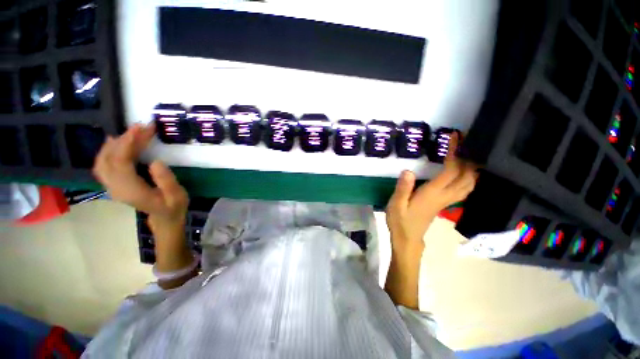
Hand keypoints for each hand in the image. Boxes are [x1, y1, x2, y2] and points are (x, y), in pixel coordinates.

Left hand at [92, 123, 188, 225]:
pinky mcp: (114, 184)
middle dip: (124, 140)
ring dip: (116, 144)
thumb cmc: (173, 207)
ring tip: (132, 132)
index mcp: (131, 190)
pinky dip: (109, 151)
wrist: (164, 219)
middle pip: (110, 159)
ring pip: (103, 161)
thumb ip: (166, 181)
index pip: (121, 162)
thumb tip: (155, 161)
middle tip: (141, 127)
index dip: (128, 143)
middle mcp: (115, 187)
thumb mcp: (177, 196)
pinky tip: (117, 142)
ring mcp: (112, 186)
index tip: (141, 128)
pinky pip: (104, 165)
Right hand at [386, 133, 477, 247]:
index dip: (455, 153)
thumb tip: (409, 171)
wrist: (407, 238)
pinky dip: (468, 179)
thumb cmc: (400, 221)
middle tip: (465, 143)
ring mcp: (446, 201)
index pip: (451, 171)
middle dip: (469, 159)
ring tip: (467, 156)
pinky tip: (462, 174)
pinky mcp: (444, 204)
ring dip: (472, 170)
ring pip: (469, 185)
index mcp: (432, 194)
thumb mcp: (396, 204)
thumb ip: (402, 188)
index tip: (455, 138)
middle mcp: (444, 196)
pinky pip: (463, 190)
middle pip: (467, 177)